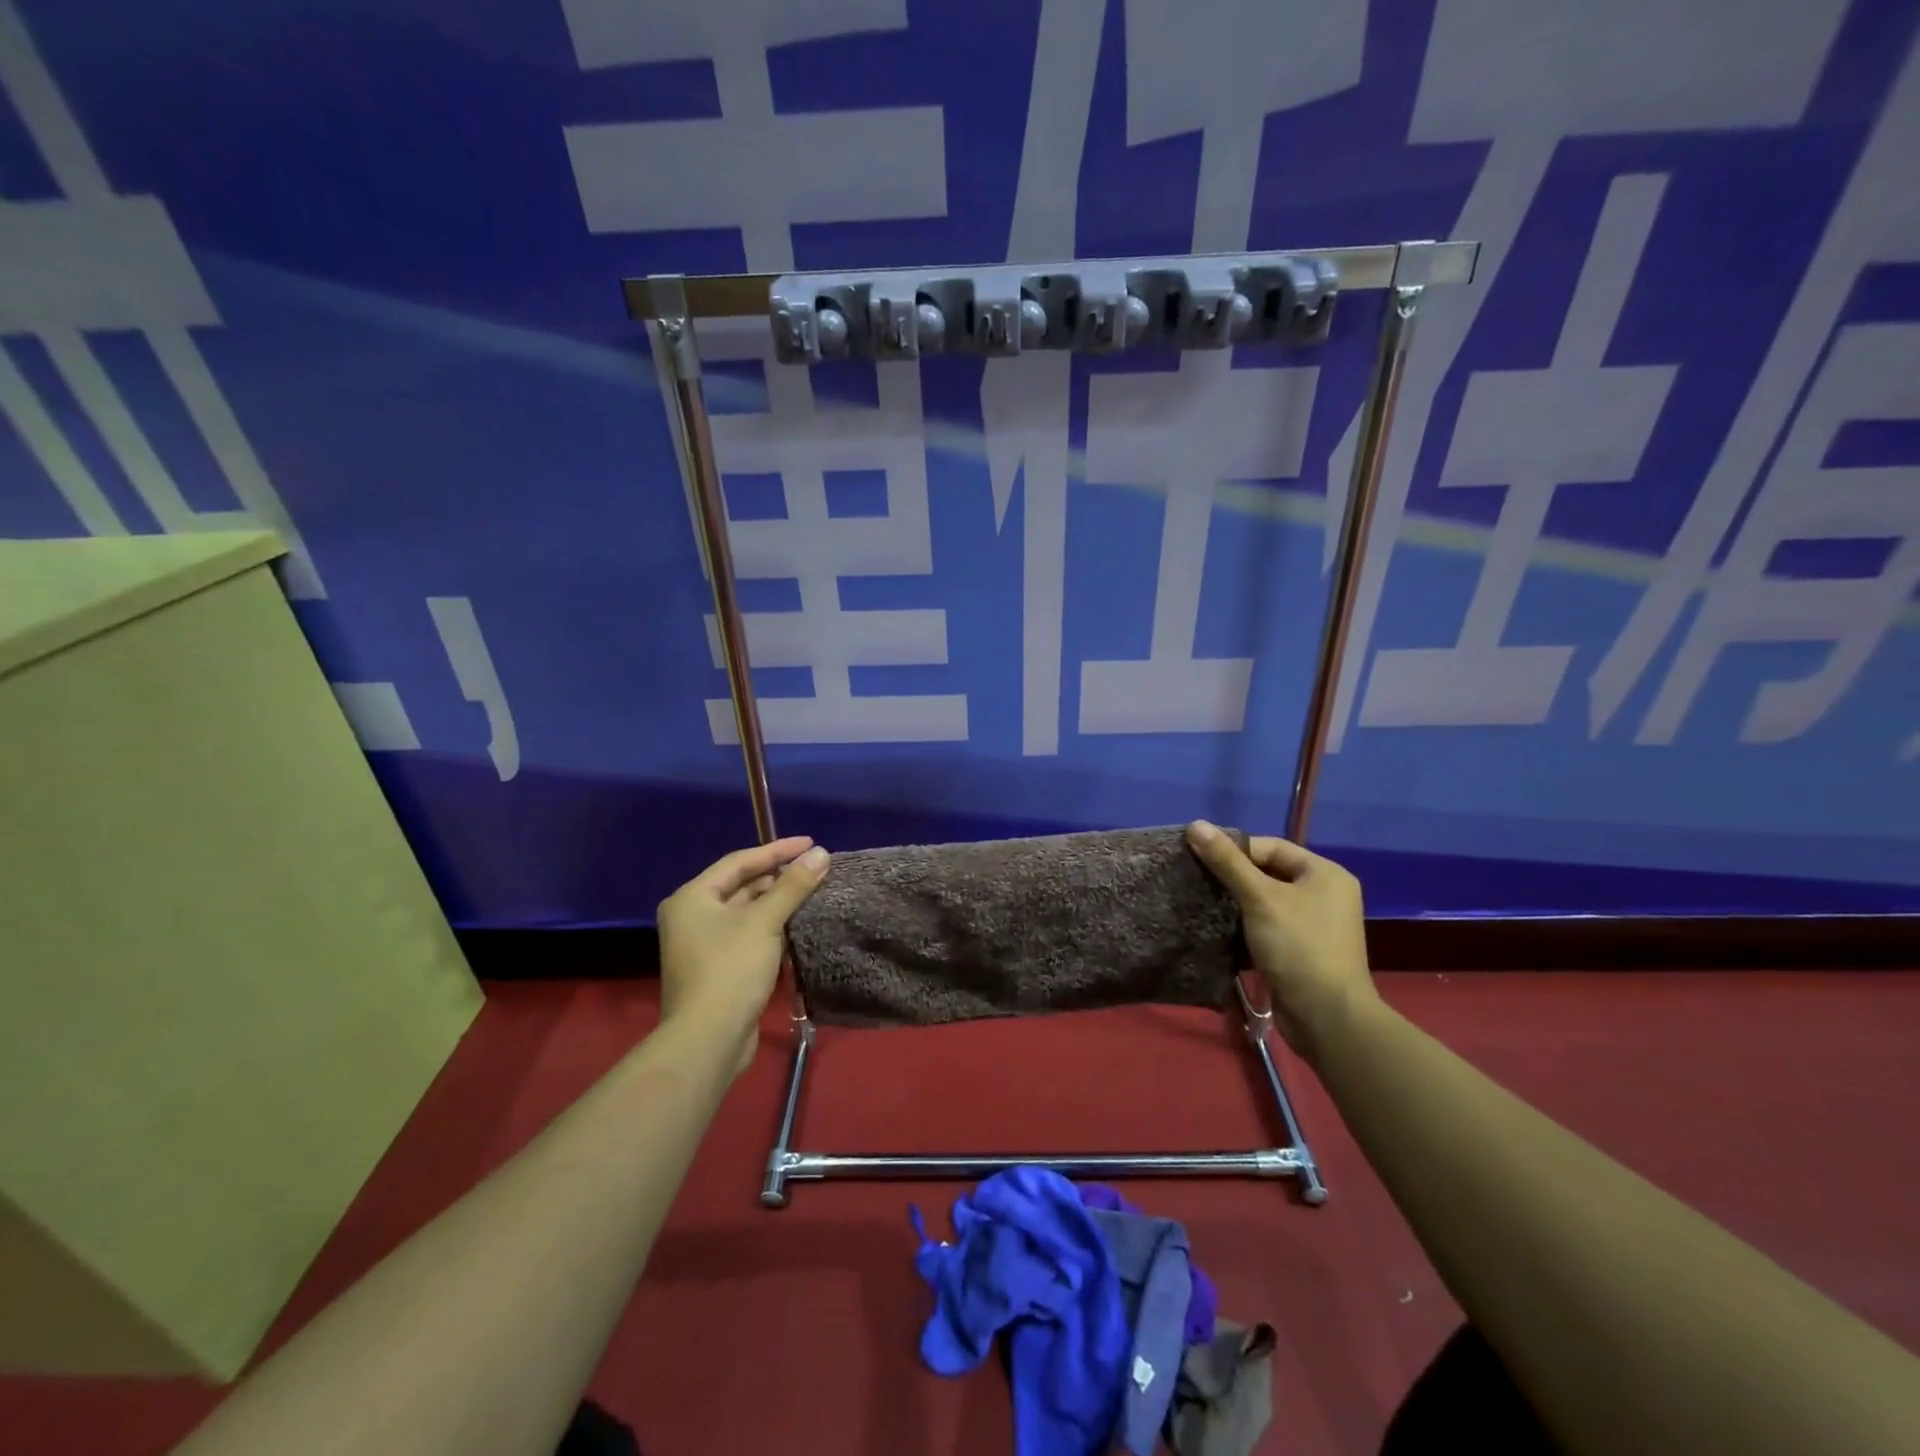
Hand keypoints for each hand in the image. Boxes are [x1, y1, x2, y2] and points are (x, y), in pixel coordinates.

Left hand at [656, 837, 829, 1077]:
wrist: (708, 1040)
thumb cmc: (730, 970)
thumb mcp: (765, 922)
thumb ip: (793, 885)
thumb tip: (821, 854)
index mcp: (692, 898)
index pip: (739, 862)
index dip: (777, 850)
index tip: (811, 843)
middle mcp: (692, 916)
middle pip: (742, 886)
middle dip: (778, 877)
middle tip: (815, 868)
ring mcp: (703, 945)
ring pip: (746, 912)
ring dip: (777, 902)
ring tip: (813, 891)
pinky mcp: (718, 968)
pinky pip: (748, 934)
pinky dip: (772, 926)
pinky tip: (798, 924)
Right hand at [1186, 821, 1377, 1057]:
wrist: (1327, 1017)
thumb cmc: (1298, 947)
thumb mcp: (1260, 898)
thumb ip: (1227, 861)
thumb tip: (1195, 824)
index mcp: (1325, 873)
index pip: (1271, 847)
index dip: (1235, 851)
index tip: (1200, 860)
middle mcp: (1325, 894)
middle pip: (1268, 872)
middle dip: (1233, 877)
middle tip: (1197, 881)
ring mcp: (1316, 924)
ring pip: (1266, 901)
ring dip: (1236, 903)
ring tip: (1203, 903)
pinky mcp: (1303, 949)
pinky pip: (1269, 925)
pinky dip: (1246, 925)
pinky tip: (1219, 929)